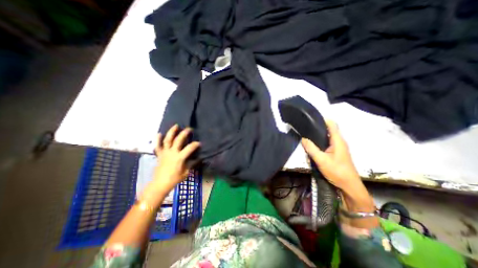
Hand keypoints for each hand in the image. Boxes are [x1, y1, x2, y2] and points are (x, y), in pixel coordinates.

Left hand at [140, 125, 199, 205]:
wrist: (160, 184)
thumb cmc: (175, 179)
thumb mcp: (186, 172)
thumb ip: (192, 163)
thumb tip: (198, 158)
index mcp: (180, 157)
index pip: (189, 148)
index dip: (195, 144)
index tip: (199, 143)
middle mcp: (172, 152)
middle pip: (178, 140)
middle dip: (184, 133)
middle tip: (189, 129)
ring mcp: (165, 152)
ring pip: (167, 140)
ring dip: (172, 132)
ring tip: (176, 126)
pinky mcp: (159, 154)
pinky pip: (157, 146)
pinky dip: (157, 139)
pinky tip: (159, 133)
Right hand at [302, 121, 377, 227]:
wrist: (349, 186)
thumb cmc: (337, 171)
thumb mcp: (321, 160)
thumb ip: (311, 148)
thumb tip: (303, 138)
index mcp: (338, 141)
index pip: (332, 125)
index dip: (323, 119)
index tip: (311, 118)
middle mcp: (339, 142)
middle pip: (330, 129)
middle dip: (318, 126)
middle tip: (306, 126)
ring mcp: (338, 147)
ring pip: (328, 136)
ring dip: (319, 134)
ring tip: (307, 133)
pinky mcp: (336, 153)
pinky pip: (327, 143)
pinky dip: (320, 141)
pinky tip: (313, 144)